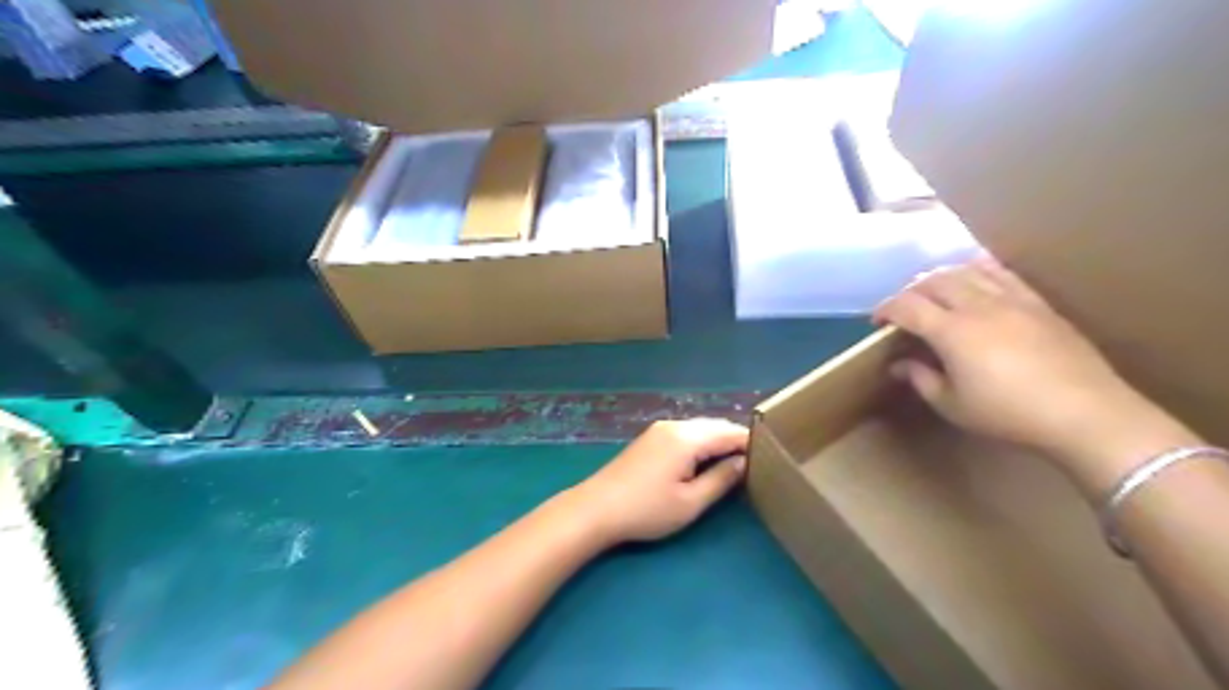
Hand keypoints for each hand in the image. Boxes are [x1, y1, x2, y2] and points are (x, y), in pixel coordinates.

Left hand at [565, 417, 748, 546]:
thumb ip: (721, 480)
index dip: (751, 443)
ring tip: (736, 462)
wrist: (596, 508)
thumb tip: (743, 463)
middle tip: (758, 461)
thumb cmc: (647, 509)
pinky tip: (706, 460)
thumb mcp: (690, 502)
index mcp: (687, 438)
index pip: (729, 432)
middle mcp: (675, 426)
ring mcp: (660, 429)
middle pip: (715, 426)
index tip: (772, 457)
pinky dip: (702, 442)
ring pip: (700, 428)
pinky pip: (686, 433)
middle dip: (736, 440)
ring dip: (718, 440)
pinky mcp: (650, 438)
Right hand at [869, 255, 1175, 468]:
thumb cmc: (1009, 414)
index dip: (885, 309)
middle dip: (910, 291)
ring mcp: (1011, 300)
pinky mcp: (1036, 303)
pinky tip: (973, 276)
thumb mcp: (952, 405)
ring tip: (933, 293)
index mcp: (952, 331)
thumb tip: (900, 364)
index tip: (877, 322)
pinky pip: (1001, 273)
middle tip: (902, 310)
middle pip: (934, 281)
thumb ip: (921, 379)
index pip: (907, 306)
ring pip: (965, 271)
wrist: (1085, 414)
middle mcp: (978, 306)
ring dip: (940, 278)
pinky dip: (978, 270)